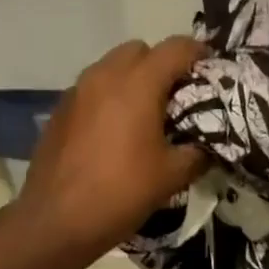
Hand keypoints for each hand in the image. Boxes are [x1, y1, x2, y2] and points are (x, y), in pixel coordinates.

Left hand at [19, 37, 208, 256]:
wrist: (57, 220)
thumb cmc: (122, 192)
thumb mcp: (173, 175)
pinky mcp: (59, 110)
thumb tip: (207, 145)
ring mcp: (77, 91)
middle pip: (140, 50)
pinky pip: (92, 89)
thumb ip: (198, 152)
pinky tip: (116, 132)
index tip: (211, 71)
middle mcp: (104, 76)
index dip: (199, 54)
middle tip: (177, 96)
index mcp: (138, 84)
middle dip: (161, 64)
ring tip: (146, 114)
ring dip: (133, 80)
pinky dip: (109, 98)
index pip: (176, 48)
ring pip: (112, 67)